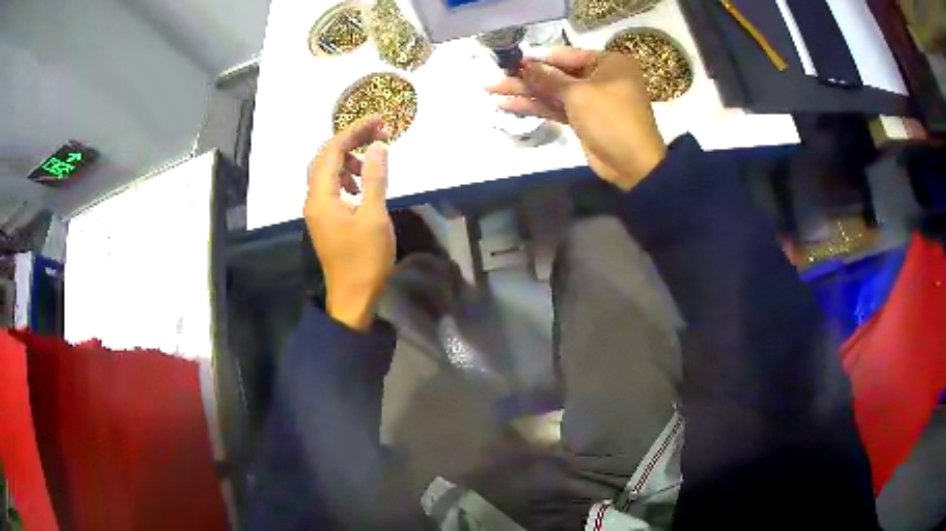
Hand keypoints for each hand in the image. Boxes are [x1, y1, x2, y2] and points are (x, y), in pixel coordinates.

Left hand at [305, 116, 394, 331]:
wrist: (353, 297)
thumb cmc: (365, 259)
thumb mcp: (374, 216)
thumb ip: (374, 178)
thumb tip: (378, 146)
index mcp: (321, 196)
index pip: (332, 151)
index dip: (354, 131)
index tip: (379, 121)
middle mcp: (313, 199)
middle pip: (325, 158)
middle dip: (350, 141)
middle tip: (378, 133)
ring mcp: (317, 210)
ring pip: (327, 172)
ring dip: (348, 160)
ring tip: (371, 163)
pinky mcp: (325, 219)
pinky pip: (331, 187)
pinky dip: (346, 178)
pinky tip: (362, 186)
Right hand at [486, 47, 665, 189]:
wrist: (632, 164)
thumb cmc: (611, 118)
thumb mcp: (579, 93)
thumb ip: (549, 78)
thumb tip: (525, 65)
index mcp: (608, 63)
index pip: (566, 55)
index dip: (537, 59)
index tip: (510, 61)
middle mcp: (600, 77)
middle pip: (557, 74)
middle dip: (525, 77)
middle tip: (493, 78)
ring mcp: (591, 100)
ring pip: (553, 92)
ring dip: (525, 92)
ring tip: (492, 90)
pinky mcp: (583, 119)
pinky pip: (556, 108)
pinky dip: (535, 107)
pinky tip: (508, 105)